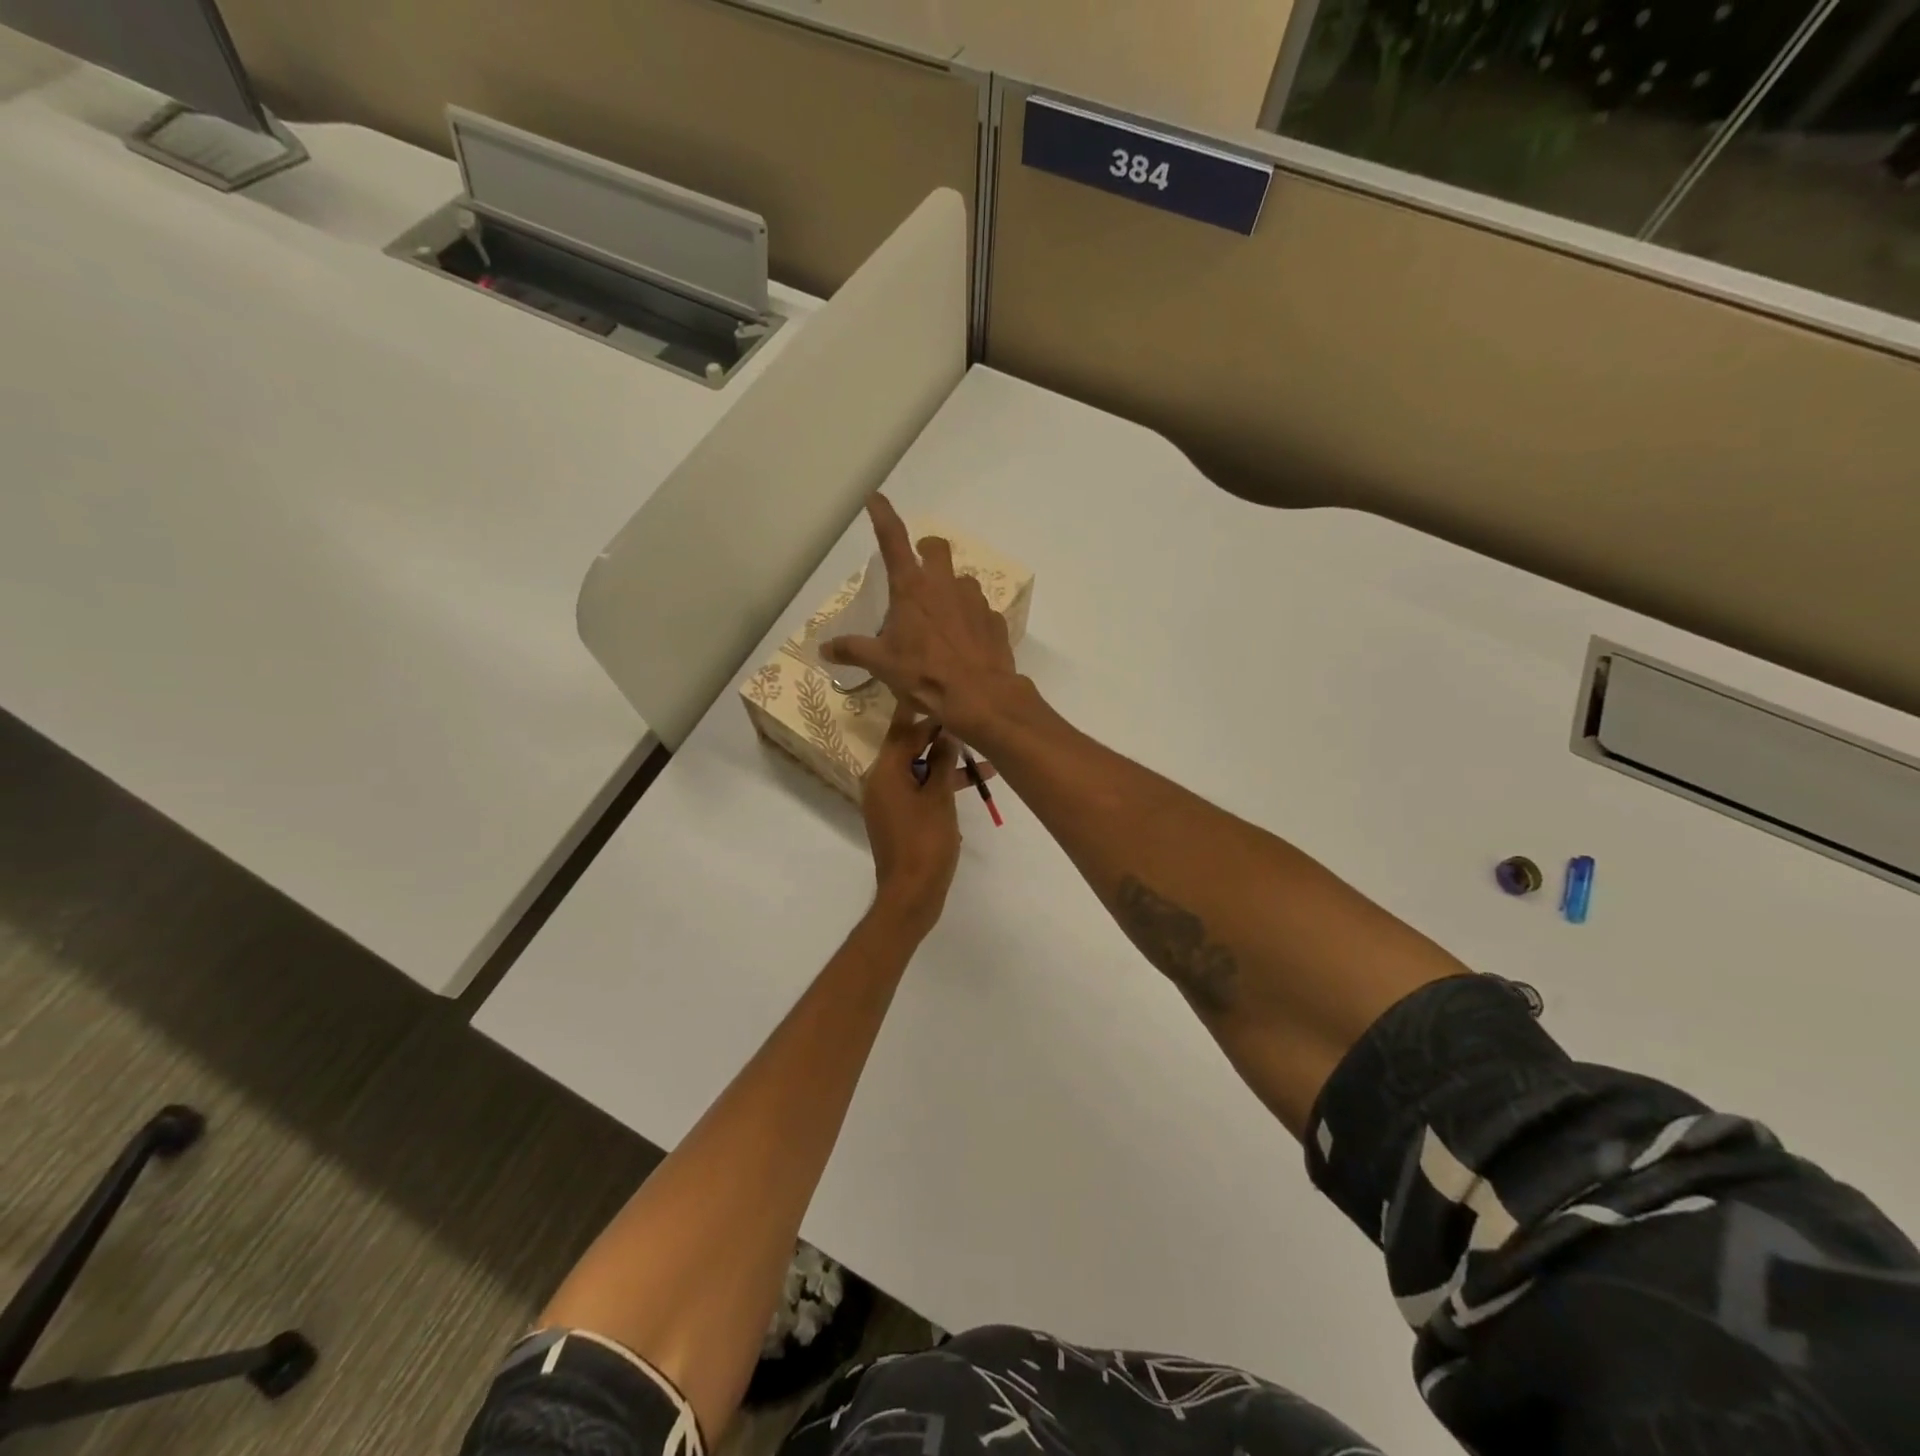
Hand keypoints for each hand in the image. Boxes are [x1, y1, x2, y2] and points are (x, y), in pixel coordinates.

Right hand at [824, 495, 1026, 745]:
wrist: (979, 695)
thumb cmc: (923, 674)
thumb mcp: (881, 664)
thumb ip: (852, 650)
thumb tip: (823, 648)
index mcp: (912, 588)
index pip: (893, 539)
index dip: (883, 515)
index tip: (876, 497)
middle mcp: (945, 585)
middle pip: (937, 548)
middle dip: (927, 549)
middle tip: (919, 565)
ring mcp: (974, 601)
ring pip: (962, 580)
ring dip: (950, 589)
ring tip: (941, 616)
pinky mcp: (994, 621)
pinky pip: (980, 611)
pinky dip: (970, 619)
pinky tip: (964, 642)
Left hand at [862, 701, 964, 936]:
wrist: (911, 894)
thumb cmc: (925, 843)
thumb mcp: (939, 797)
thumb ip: (941, 761)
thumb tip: (947, 732)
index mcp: (885, 772)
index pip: (904, 730)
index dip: (928, 713)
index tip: (948, 694)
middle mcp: (880, 781)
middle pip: (910, 747)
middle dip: (940, 736)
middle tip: (971, 722)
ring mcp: (888, 800)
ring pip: (918, 769)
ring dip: (946, 764)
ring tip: (985, 759)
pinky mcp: (898, 817)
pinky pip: (918, 788)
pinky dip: (939, 784)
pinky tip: (971, 783)